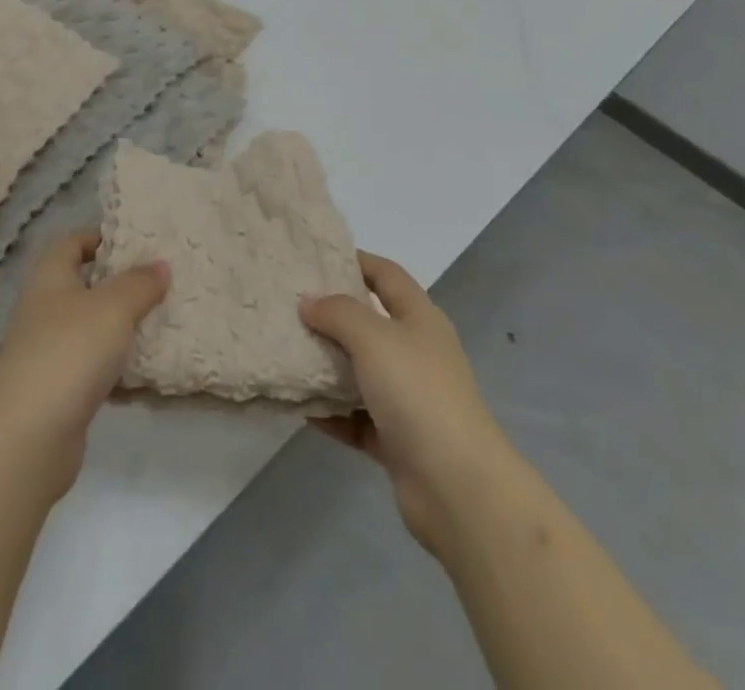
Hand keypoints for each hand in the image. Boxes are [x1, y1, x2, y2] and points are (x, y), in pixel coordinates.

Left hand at [0, 231, 168, 498]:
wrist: (27, 439)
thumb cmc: (70, 352)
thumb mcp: (114, 307)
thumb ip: (140, 282)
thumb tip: (160, 264)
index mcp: (50, 277)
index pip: (73, 242)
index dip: (102, 237)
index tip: (139, 242)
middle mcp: (44, 309)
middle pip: (84, 284)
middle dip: (120, 283)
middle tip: (160, 281)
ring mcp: (48, 351)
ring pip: (91, 327)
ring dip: (122, 327)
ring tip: (162, 322)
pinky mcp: (57, 390)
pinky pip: (93, 367)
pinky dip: (116, 368)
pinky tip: (146, 372)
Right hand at [301, 252, 514, 556]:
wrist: (458, 487)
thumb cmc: (418, 393)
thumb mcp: (374, 338)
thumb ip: (338, 313)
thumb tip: (309, 300)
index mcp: (419, 318)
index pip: (386, 274)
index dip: (356, 260)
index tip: (316, 257)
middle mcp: (416, 352)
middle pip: (370, 323)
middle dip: (333, 314)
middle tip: (289, 305)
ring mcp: (409, 398)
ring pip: (361, 372)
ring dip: (328, 366)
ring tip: (286, 352)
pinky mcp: (397, 440)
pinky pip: (356, 417)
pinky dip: (332, 413)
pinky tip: (301, 407)